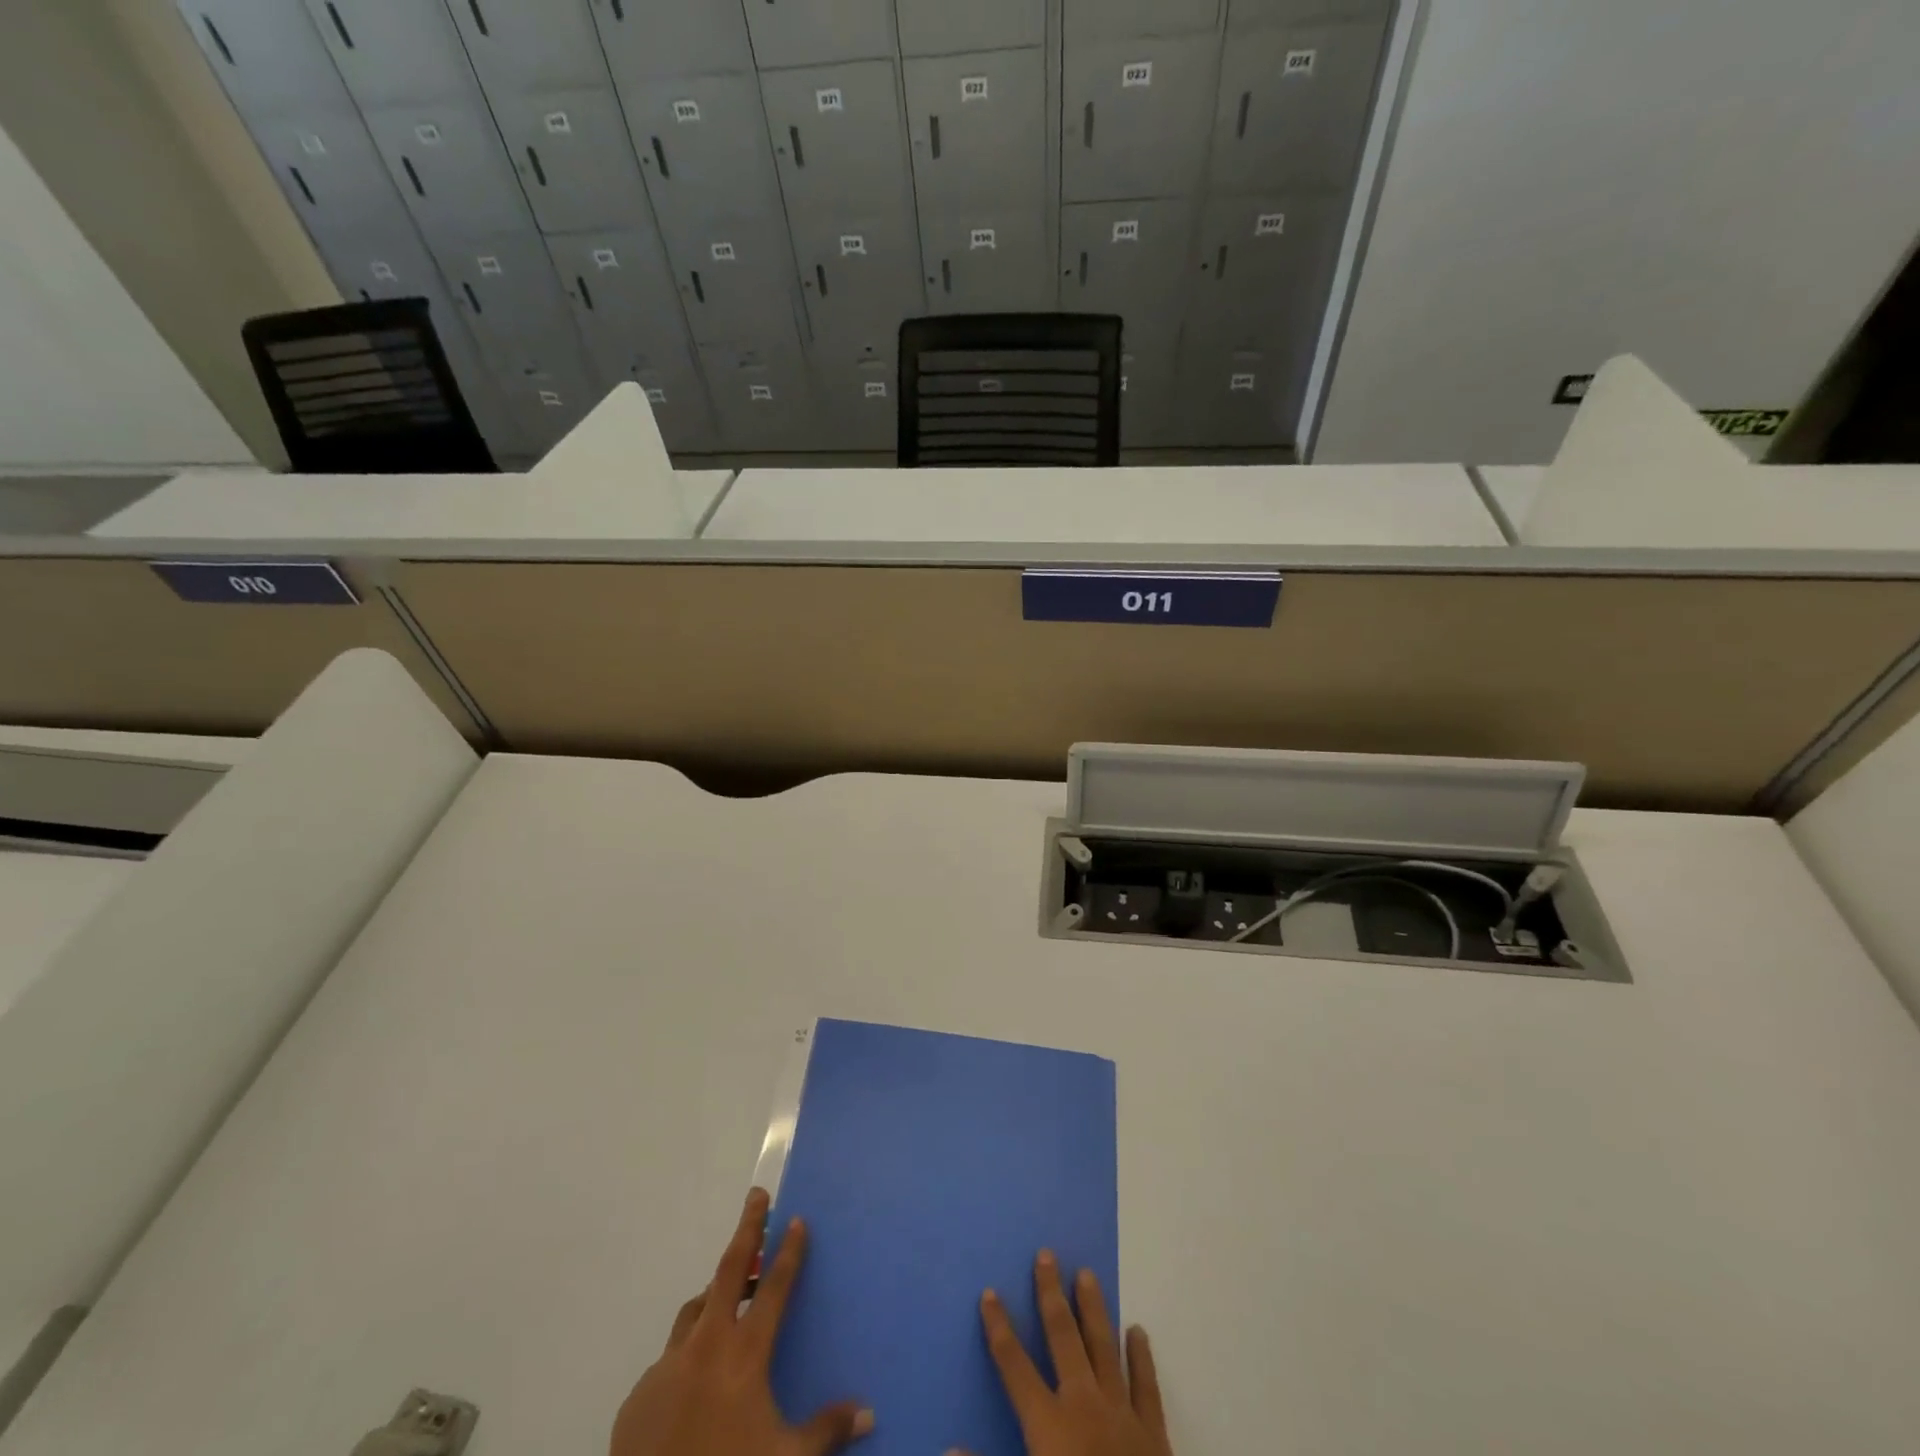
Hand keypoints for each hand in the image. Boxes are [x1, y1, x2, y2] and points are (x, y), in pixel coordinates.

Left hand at [610, 1188, 873, 1455]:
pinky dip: (686, 1357)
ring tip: (729, 1298)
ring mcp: (667, 1367)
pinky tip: (694, 1384)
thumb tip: (868, 1414)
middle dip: (747, 1230)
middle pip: (728, 1270)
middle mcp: (705, 1347)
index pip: (774, 1287)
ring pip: (694, 1311)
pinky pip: (668, 1363)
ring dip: (714, 1295)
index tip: (797, 1219)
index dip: (789, 1252)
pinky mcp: (638, 1396)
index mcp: (744, 1354)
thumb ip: (825, 1430)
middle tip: (757, 1197)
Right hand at [968, 1251, 1171, 1455]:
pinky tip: (1137, 1331)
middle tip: (1047, 1254)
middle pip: (1063, 1338)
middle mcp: (1083, 1406)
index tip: (989, 1292)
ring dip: (1093, 1309)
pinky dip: (1141, 1357)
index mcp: (1049, 1427)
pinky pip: (1146, 1387)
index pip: (1015, 1367)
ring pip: (1103, 1348)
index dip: (999, 1329)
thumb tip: (949, 1446)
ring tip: (1087, 1274)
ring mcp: (1121, 1415)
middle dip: (1051, 1294)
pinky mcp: (1154, 1434)